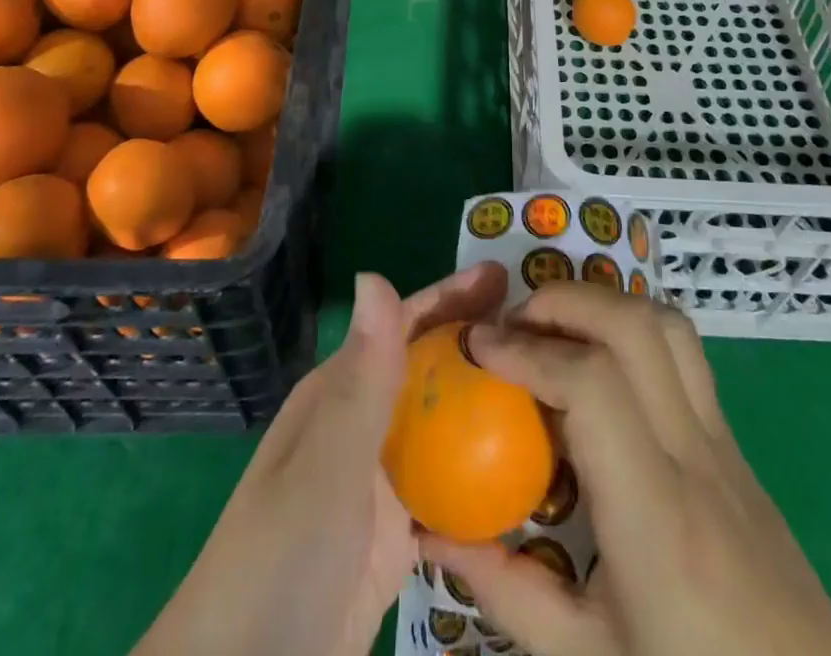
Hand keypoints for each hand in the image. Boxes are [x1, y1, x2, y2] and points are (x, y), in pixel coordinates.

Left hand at [133, 262, 507, 655]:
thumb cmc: (282, 558)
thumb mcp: (326, 465)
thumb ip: (362, 378)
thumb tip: (375, 272)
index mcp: (342, 391)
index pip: (405, 325)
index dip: (453, 296)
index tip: (508, 276)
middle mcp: (363, 422)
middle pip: (431, 366)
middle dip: (479, 340)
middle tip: (543, 328)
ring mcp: (380, 480)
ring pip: (443, 422)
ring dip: (487, 400)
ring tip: (548, 386)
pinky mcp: (396, 533)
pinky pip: (449, 484)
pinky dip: (483, 469)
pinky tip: (527, 468)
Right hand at [422, 283, 830, 655]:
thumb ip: (507, 592)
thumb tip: (434, 534)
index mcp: (655, 512)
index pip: (591, 384)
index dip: (527, 351)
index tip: (477, 346)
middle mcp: (693, 454)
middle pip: (635, 325)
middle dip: (563, 301)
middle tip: (512, 324)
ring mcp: (723, 440)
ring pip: (669, 325)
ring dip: (603, 305)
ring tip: (556, 331)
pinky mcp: (735, 442)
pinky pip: (683, 355)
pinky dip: (631, 331)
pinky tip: (600, 371)